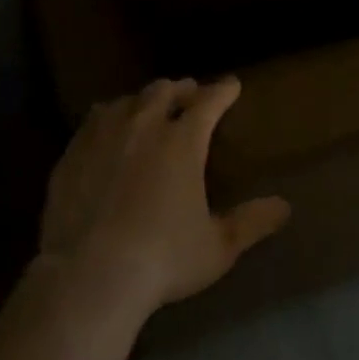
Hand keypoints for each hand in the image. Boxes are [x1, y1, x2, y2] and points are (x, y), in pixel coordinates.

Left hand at [39, 77, 290, 317]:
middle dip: (181, 89)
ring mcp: (104, 135)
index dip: (223, 90)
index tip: (232, 85)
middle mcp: (144, 125)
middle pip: (164, 90)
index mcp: (182, 141)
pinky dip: (109, 116)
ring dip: (143, 99)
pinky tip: (107, 127)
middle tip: (189, 95)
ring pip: (127, 100)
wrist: (89, 275)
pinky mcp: (73, 152)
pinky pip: (93, 120)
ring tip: (148, 107)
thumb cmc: (162, 259)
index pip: (209, 101)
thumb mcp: (217, 247)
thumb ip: (251, 222)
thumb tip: (285, 206)